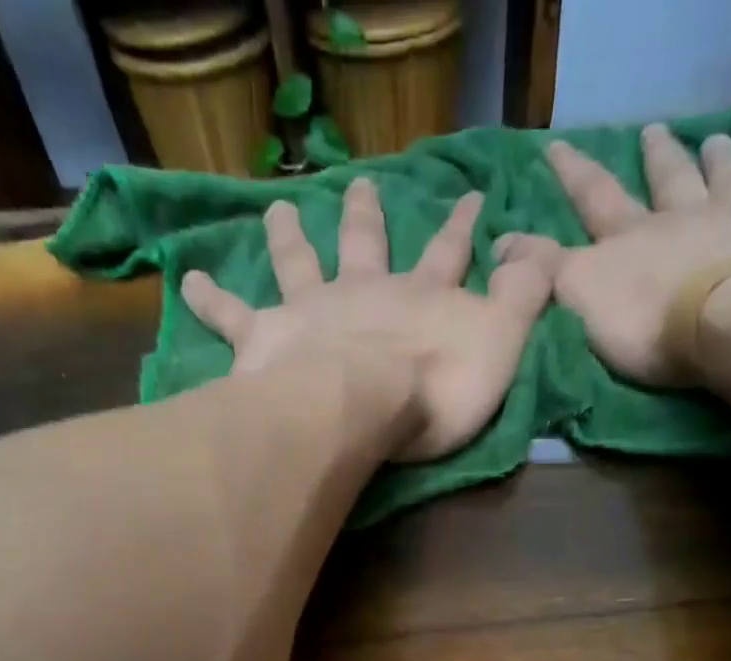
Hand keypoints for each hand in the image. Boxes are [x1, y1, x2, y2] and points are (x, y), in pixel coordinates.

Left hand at [180, 178, 553, 460]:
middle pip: (366, 244)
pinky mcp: (268, 338)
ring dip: (289, 236)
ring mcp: (313, 310)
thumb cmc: (436, 388)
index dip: (464, 225)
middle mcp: (365, 292)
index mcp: (421, 298)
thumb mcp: (502, 344)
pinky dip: (208, 297)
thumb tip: (545, 252)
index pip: (450, 253)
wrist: (362, 406)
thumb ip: (525, 297)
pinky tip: (185, 280)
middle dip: (367, 215)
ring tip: (278, 210)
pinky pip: (231, 315)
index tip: (473, 194)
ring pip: (299, 262)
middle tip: (359, 185)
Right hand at [498, 125, 730, 386]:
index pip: (595, 198)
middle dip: (657, 157)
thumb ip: (542, 270)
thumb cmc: (650, 319)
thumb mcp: (579, 295)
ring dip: (725, 163)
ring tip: (720, 140)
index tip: (556, 146)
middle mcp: (689, 220)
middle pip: (669, 181)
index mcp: (635, 236)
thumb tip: (496, 241)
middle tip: (654, 130)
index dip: (573, 173)